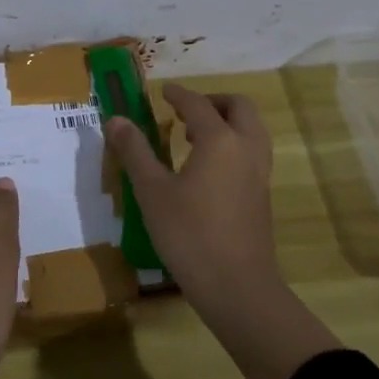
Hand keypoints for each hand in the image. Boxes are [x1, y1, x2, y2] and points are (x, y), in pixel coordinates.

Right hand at [107, 85, 338, 378]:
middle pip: (239, 107)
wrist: (237, 287)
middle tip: (185, 111)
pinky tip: (207, 168)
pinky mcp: (262, 195)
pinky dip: (234, 143)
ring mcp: (260, 173)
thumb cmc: (189, 234)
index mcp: (220, 140)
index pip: (198, 104)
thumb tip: (115, 119)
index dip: (178, 94)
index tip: (163, 91)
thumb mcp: (152, 191)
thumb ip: (135, 151)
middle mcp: (246, 148)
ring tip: (194, 137)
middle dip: (213, 101)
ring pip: (252, 129)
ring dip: (227, 122)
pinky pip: (252, 152)